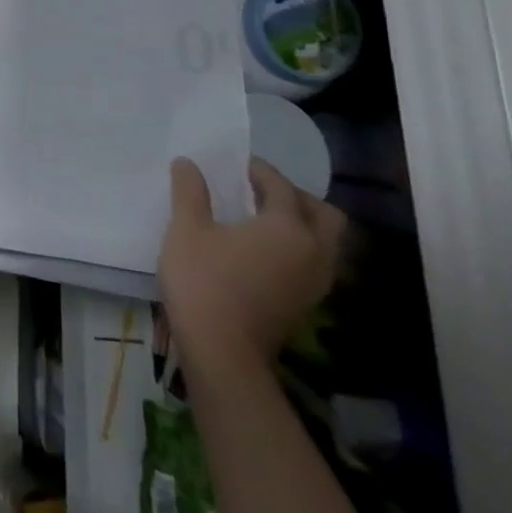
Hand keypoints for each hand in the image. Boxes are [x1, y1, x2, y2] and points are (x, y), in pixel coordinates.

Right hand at [160, 156, 344, 377]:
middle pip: (325, 214)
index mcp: (288, 228)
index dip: (260, 171)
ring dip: (301, 223)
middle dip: (296, 196)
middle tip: (261, 189)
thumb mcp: (186, 228)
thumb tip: (188, 163)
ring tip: (262, 217)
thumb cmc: (203, 280)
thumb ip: (190, 192)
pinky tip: (264, 248)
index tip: (238, 163)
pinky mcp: (307, 302)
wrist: (222, 349)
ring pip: (325, 241)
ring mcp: (315, 281)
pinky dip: (298, 246)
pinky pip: (315, 261)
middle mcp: (314, 252)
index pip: (282, 187)